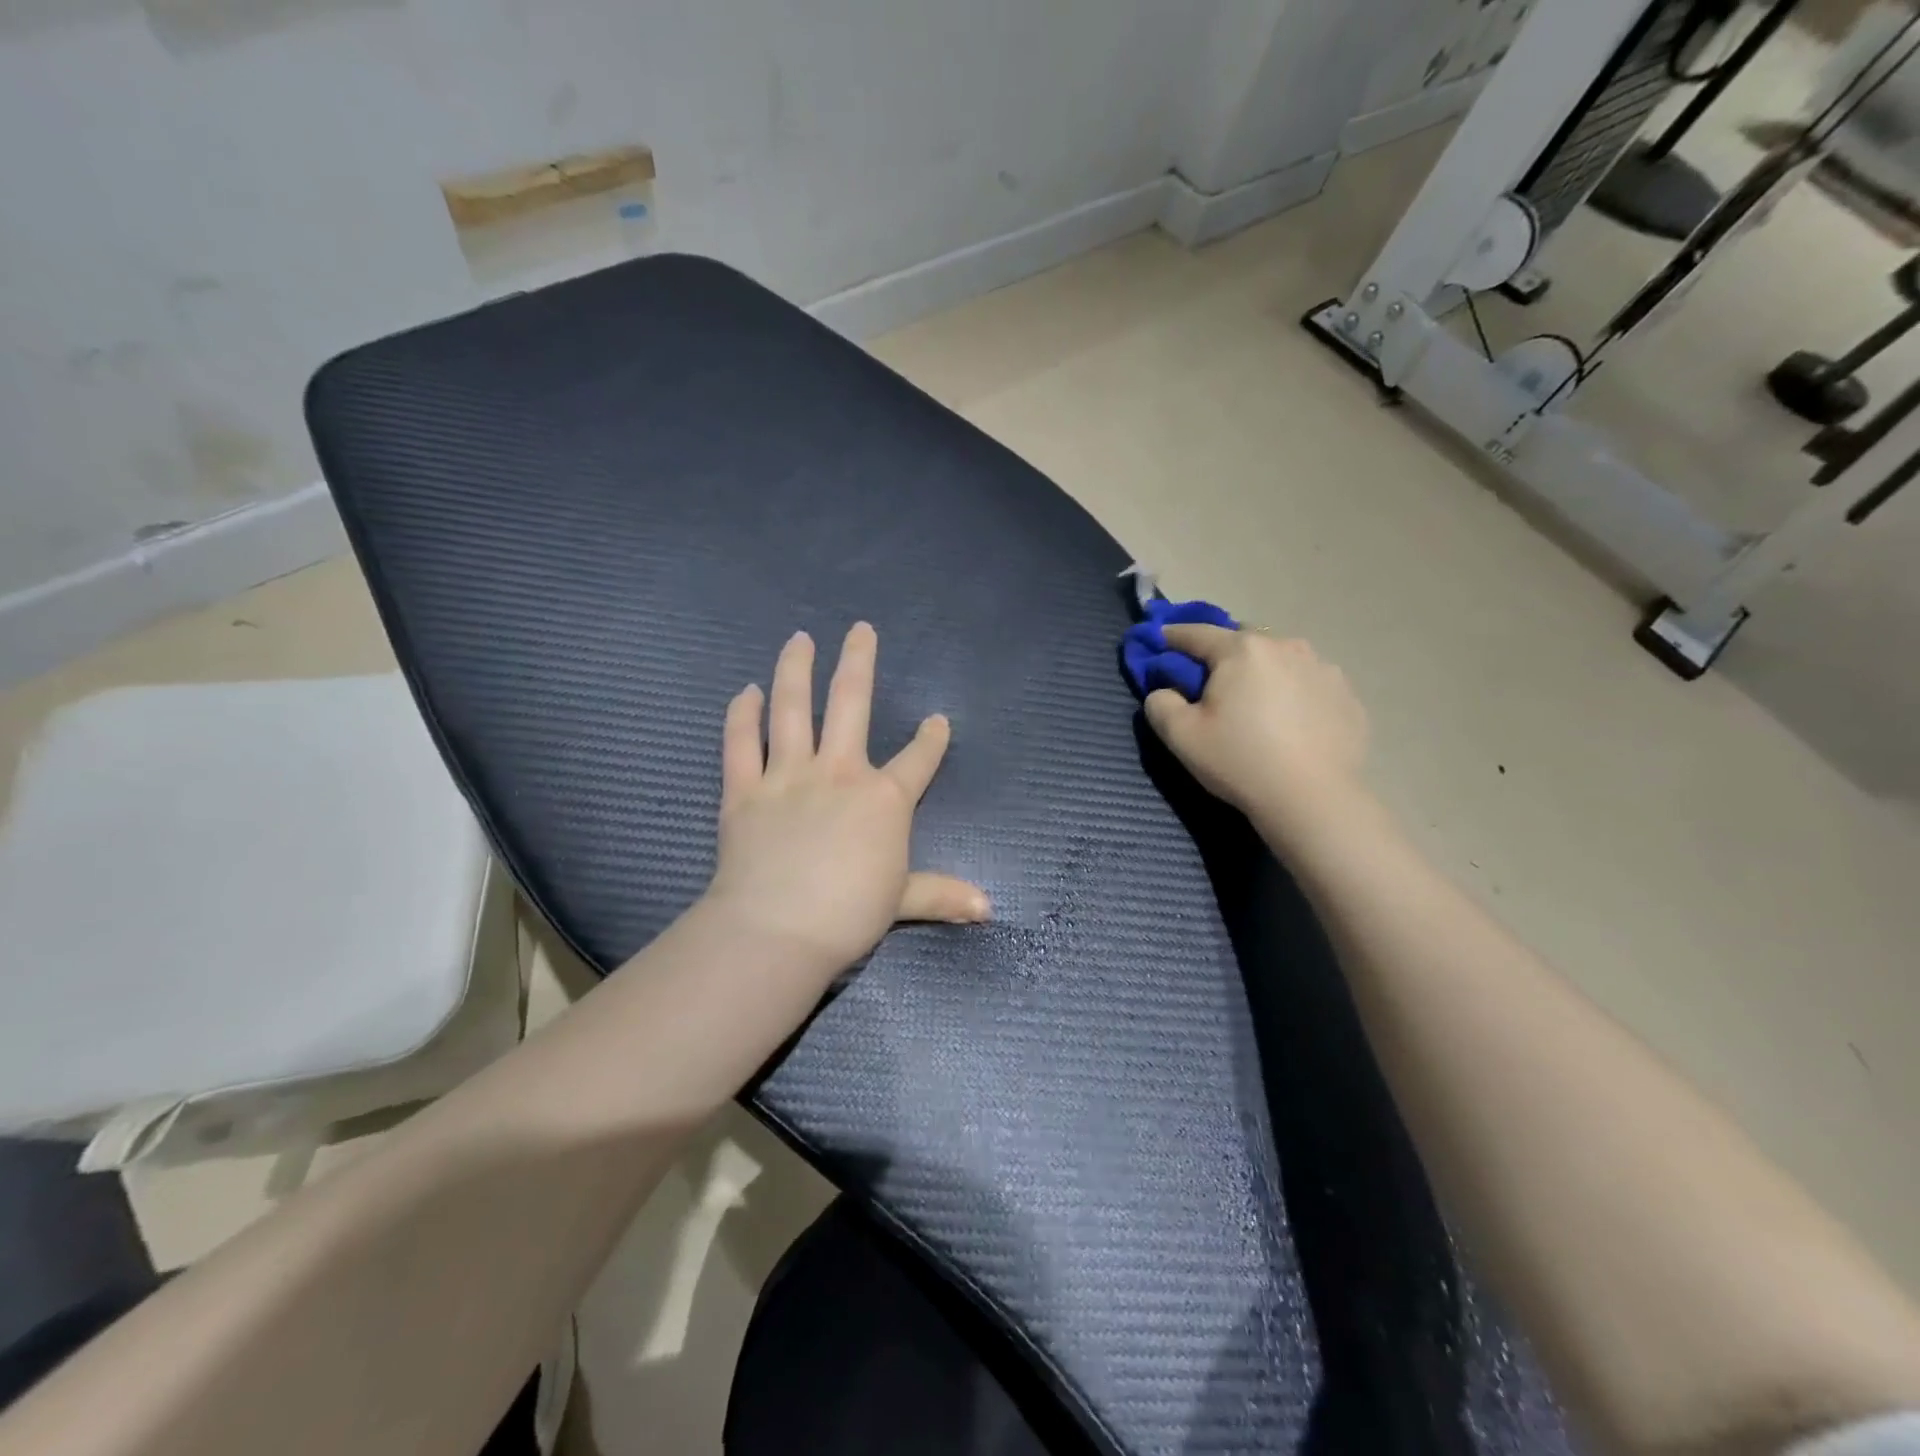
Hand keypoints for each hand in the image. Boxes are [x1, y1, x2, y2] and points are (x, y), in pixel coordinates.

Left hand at [702, 623, 989, 974]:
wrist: (778, 930)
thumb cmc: (848, 915)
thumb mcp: (903, 901)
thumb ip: (943, 895)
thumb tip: (989, 909)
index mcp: (884, 799)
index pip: (918, 760)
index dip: (932, 738)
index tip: (937, 720)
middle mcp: (839, 773)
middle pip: (852, 703)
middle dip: (859, 662)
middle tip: (861, 629)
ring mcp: (789, 776)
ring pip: (793, 709)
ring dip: (796, 670)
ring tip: (799, 639)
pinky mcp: (745, 790)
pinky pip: (741, 743)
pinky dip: (742, 715)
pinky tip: (746, 691)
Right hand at [1142, 625, 1368, 824]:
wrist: (1313, 799)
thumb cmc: (1240, 761)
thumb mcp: (1180, 736)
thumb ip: (1160, 703)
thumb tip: (1165, 691)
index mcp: (1241, 651)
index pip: (1196, 633)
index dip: (1172, 636)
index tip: (1159, 641)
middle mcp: (1285, 646)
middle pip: (1243, 640)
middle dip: (1223, 654)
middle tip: (1213, 685)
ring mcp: (1323, 668)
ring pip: (1281, 659)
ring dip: (1263, 671)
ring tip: (1257, 704)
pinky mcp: (1347, 695)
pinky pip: (1309, 682)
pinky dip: (1294, 692)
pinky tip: (1291, 723)